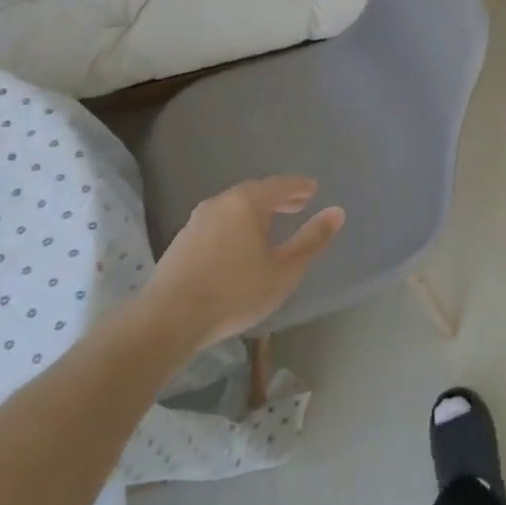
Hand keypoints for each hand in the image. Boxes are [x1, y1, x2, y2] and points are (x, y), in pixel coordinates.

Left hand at [141, 177, 344, 347]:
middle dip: (278, 198)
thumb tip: (337, 212)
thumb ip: (312, 240)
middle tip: (298, 204)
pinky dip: (236, 224)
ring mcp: (196, 220)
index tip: (313, 189)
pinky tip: (240, 244)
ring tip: (271, 225)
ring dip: (255, 212)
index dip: (299, 187)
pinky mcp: (182, 241)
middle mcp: (220, 202)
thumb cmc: (235, 292)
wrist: (168, 319)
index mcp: (247, 202)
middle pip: (255, 192)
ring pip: (234, 207)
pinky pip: (218, 222)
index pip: (280, 185)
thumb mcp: (284, 270)